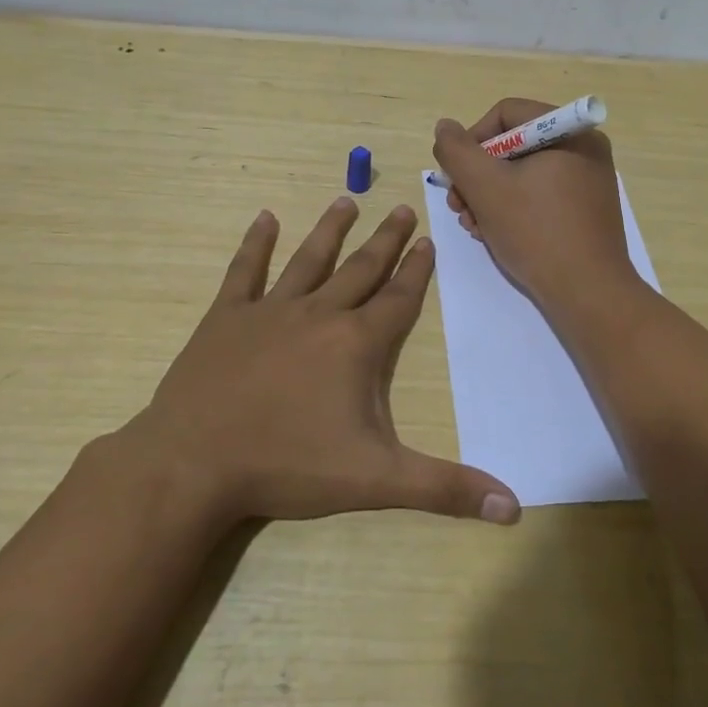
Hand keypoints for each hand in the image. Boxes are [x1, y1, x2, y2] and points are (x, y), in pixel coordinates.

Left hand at [123, 197, 519, 530]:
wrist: (194, 464)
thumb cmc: (288, 467)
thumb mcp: (376, 481)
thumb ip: (445, 488)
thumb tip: (513, 507)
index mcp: (356, 344)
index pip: (398, 299)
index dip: (417, 271)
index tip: (428, 241)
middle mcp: (318, 314)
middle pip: (360, 269)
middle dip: (385, 240)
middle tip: (402, 208)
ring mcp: (269, 311)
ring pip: (309, 260)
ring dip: (330, 230)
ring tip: (346, 199)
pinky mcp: (225, 319)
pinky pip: (245, 272)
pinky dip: (256, 244)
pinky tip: (265, 218)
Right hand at [432, 98, 640, 312]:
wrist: (588, 293)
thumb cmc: (536, 232)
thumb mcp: (486, 188)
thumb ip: (457, 152)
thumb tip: (445, 127)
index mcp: (570, 132)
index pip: (506, 114)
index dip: (472, 140)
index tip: (456, 175)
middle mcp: (584, 149)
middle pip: (513, 145)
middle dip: (478, 175)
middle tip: (458, 206)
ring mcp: (587, 181)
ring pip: (523, 173)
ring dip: (488, 196)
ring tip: (472, 225)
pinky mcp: (585, 210)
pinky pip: (540, 195)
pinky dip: (512, 209)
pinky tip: (493, 234)